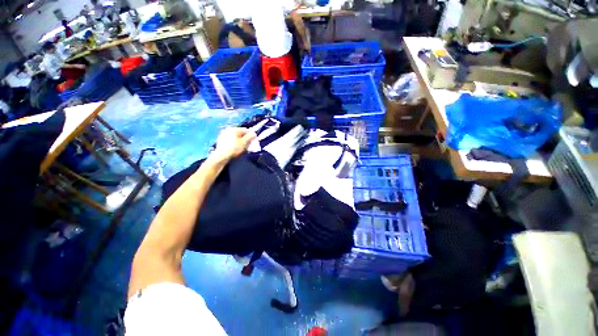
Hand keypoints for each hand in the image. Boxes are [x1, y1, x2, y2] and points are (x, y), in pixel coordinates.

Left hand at [210, 127, 256, 161]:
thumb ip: (250, 137)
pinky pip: (230, 140)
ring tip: (241, 148)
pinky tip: (235, 149)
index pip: (245, 130)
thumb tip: (254, 133)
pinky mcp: (220, 140)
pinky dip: (234, 143)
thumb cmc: (234, 148)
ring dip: (239, 141)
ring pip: (235, 137)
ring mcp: (223, 135)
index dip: (250, 136)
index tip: (252, 142)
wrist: (221, 156)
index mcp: (234, 129)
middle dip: (245, 139)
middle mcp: (228, 130)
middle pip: (240, 133)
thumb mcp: (244, 143)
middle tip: (247, 146)